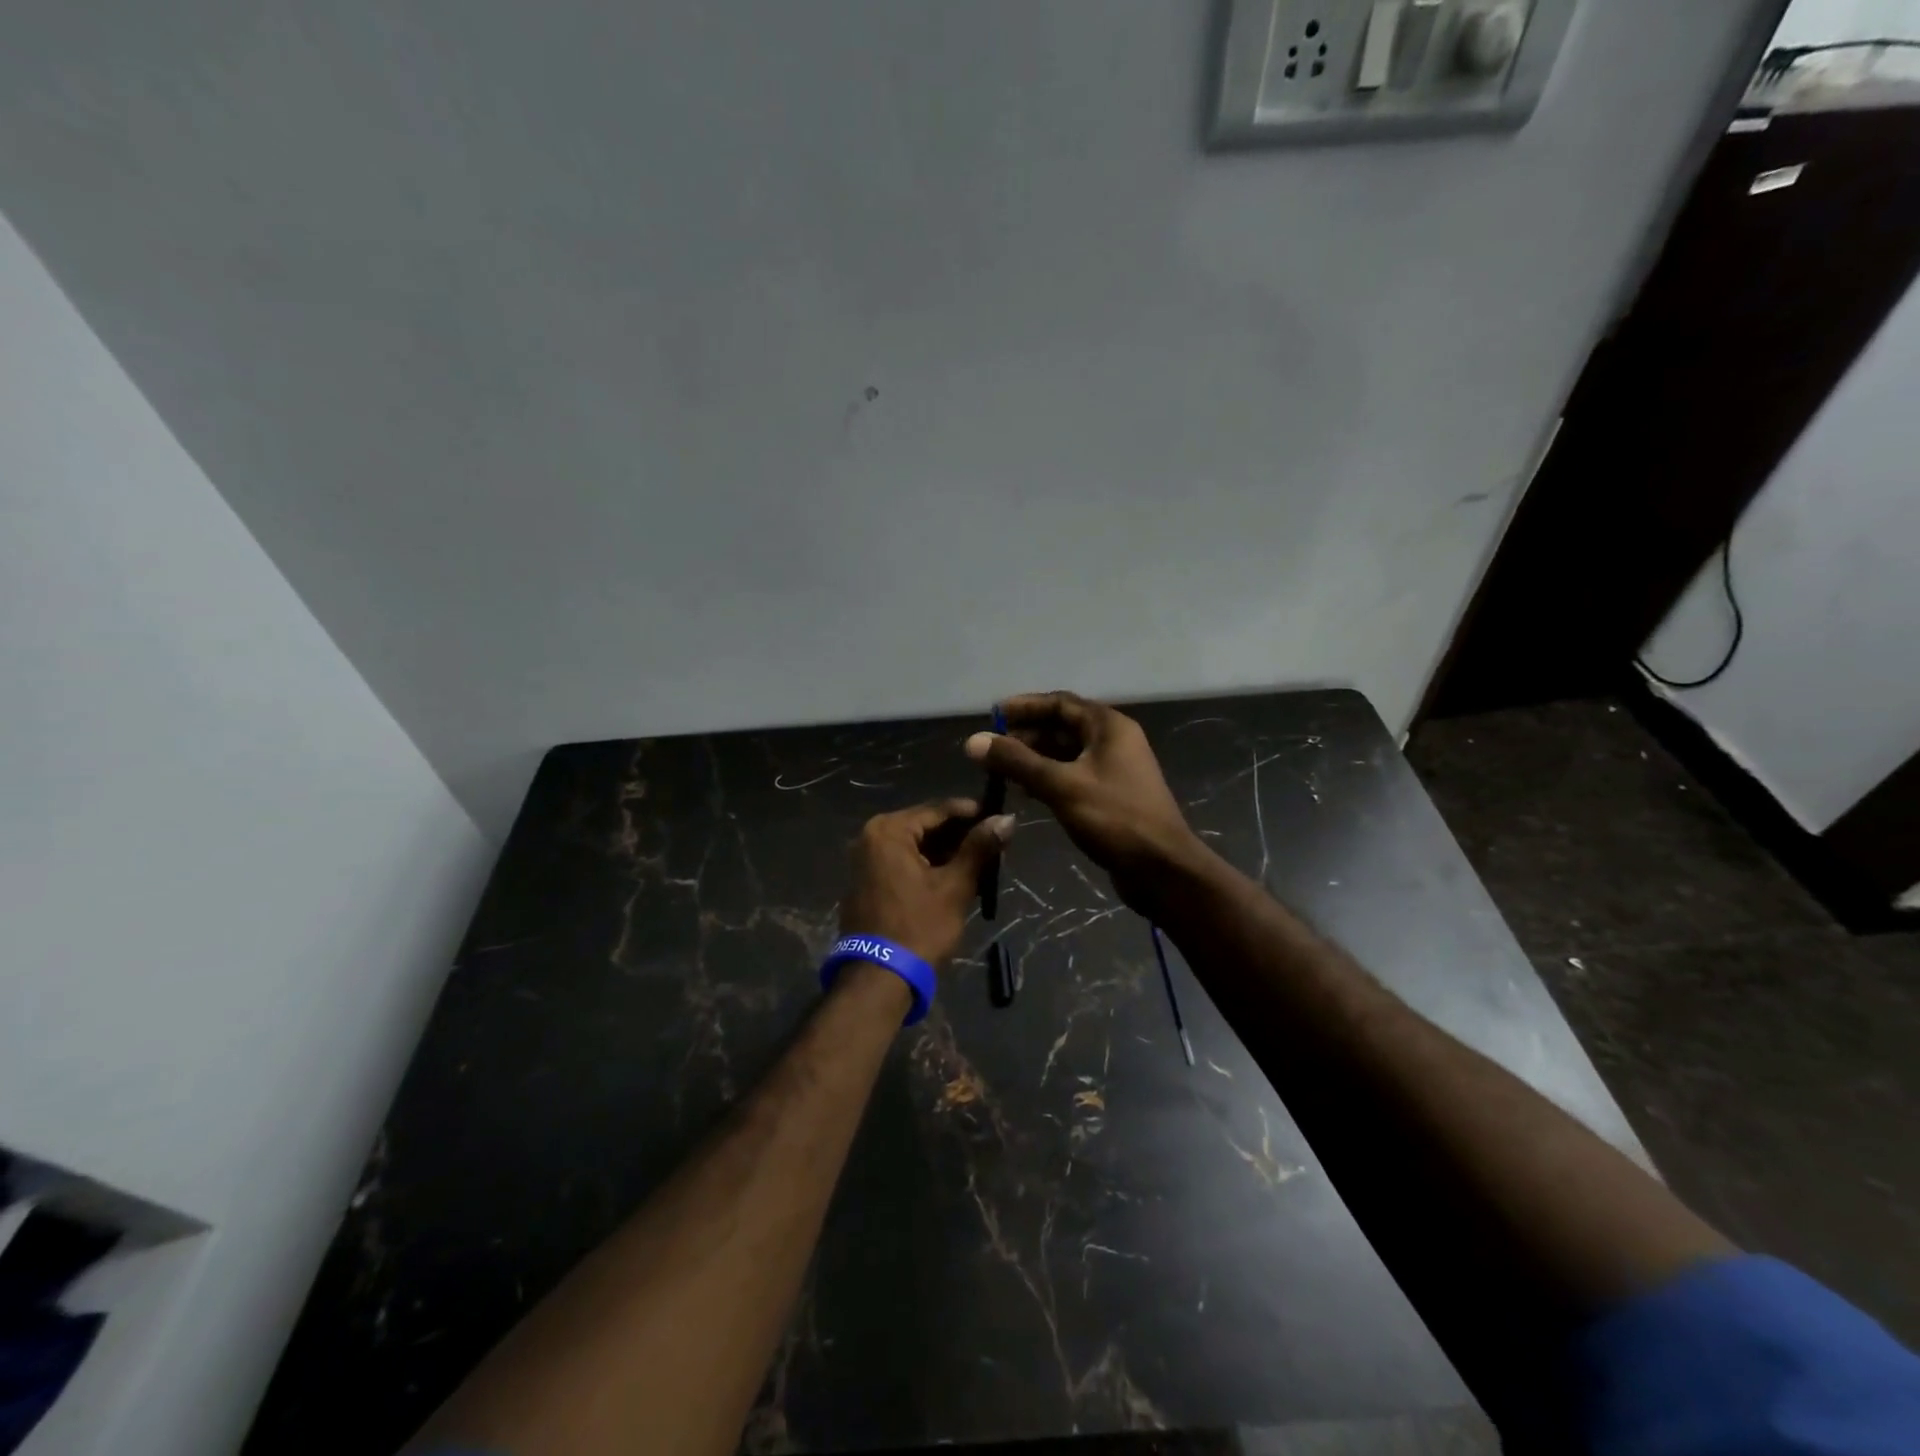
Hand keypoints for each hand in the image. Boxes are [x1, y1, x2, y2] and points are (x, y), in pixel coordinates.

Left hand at [839, 799, 1014, 969]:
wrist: (879, 978)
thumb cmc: (919, 927)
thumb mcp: (955, 886)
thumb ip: (979, 848)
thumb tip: (1007, 819)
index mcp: (889, 830)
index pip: (938, 809)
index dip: (972, 812)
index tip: (1000, 818)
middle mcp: (871, 837)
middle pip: (926, 826)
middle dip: (960, 835)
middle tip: (994, 843)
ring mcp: (865, 860)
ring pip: (916, 846)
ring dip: (947, 852)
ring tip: (982, 861)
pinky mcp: (867, 882)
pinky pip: (903, 862)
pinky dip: (928, 866)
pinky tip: (956, 876)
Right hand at [964, 692, 1204, 913]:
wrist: (1162, 868)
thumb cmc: (1114, 818)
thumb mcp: (1061, 785)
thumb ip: (1017, 761)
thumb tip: (974, 741)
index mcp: (1108, 726)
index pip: (1059, 703)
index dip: (1024, 706)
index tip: (991, 715)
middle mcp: (1113, 740)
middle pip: (1062, 726)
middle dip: (1025, 735)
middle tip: (991, 750)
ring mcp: (1114, 769)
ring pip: (1066, 753)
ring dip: (1034, 759)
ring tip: (1001, 772)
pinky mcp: (1111, 795)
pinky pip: (1073, 776)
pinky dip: (1048, 779)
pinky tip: (1026, 793)